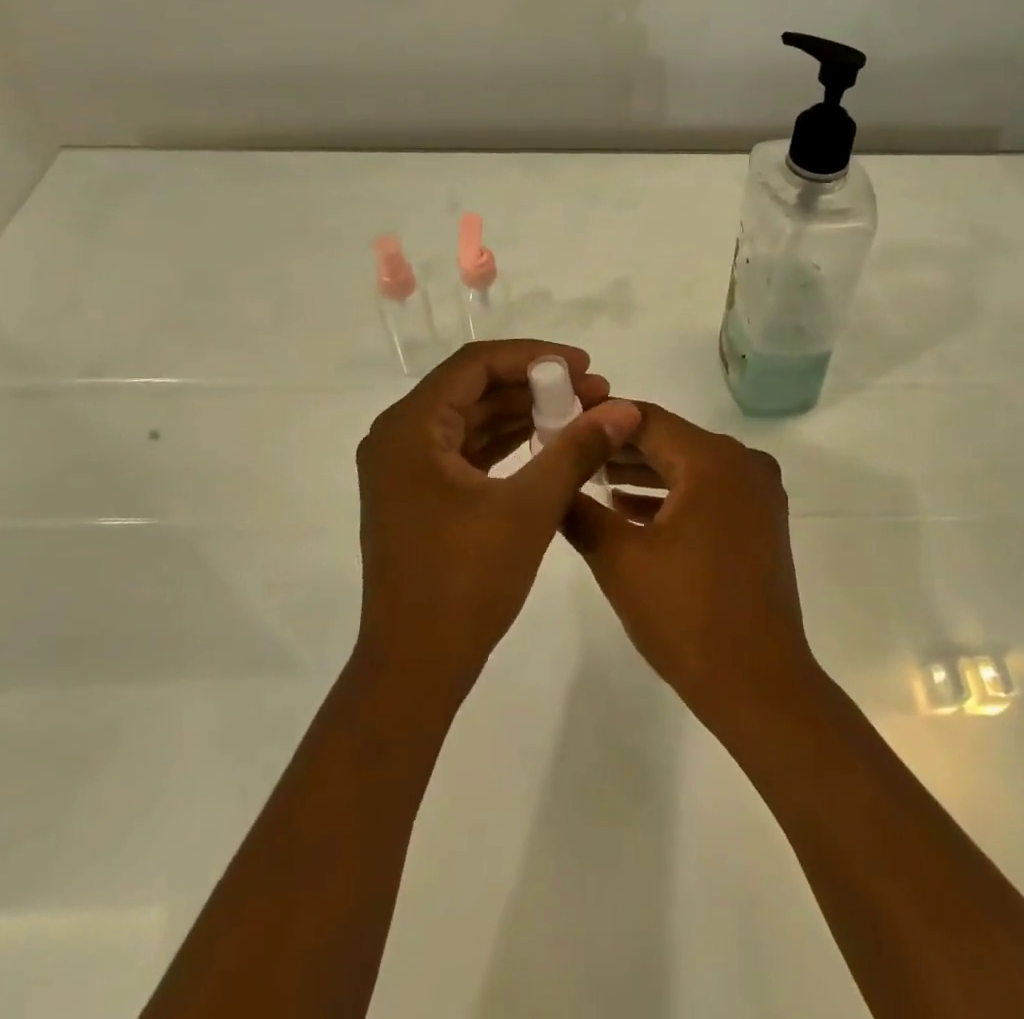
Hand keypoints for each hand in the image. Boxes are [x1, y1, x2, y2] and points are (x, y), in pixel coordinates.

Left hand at [354, 340, 640, 700]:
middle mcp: (398, 437)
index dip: (534, 356)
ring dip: (523, 414)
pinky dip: (506, 443)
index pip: (476, 364)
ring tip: (581, 416)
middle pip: (473, 388)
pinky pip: (465, 450)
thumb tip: (624, 408)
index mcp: (410, 428)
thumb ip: (576, 450)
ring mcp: (405, 468)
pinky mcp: (418, 494)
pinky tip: (548, 444)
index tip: (584, 367)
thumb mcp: (530, 508)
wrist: (416, 667)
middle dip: (535, 386)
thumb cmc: (466, 581)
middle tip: (592, 393)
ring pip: (471, 418)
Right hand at [562, 404, 819, 729]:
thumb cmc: (686, 616)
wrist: (759, 685)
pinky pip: (708, 491)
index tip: (560, 427)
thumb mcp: (619, 559)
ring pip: (688, 467)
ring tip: (590, 480)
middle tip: (569, 454)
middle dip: (618, 448)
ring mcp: (758, 492)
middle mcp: (743, 463)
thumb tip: (552, 478)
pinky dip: (671, 496)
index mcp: (713, 460)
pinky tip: (629, 511)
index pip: (645, 419)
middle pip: (669, 440)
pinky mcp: (761, 520)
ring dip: (642, 474)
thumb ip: (579, 510)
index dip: (599, 420)